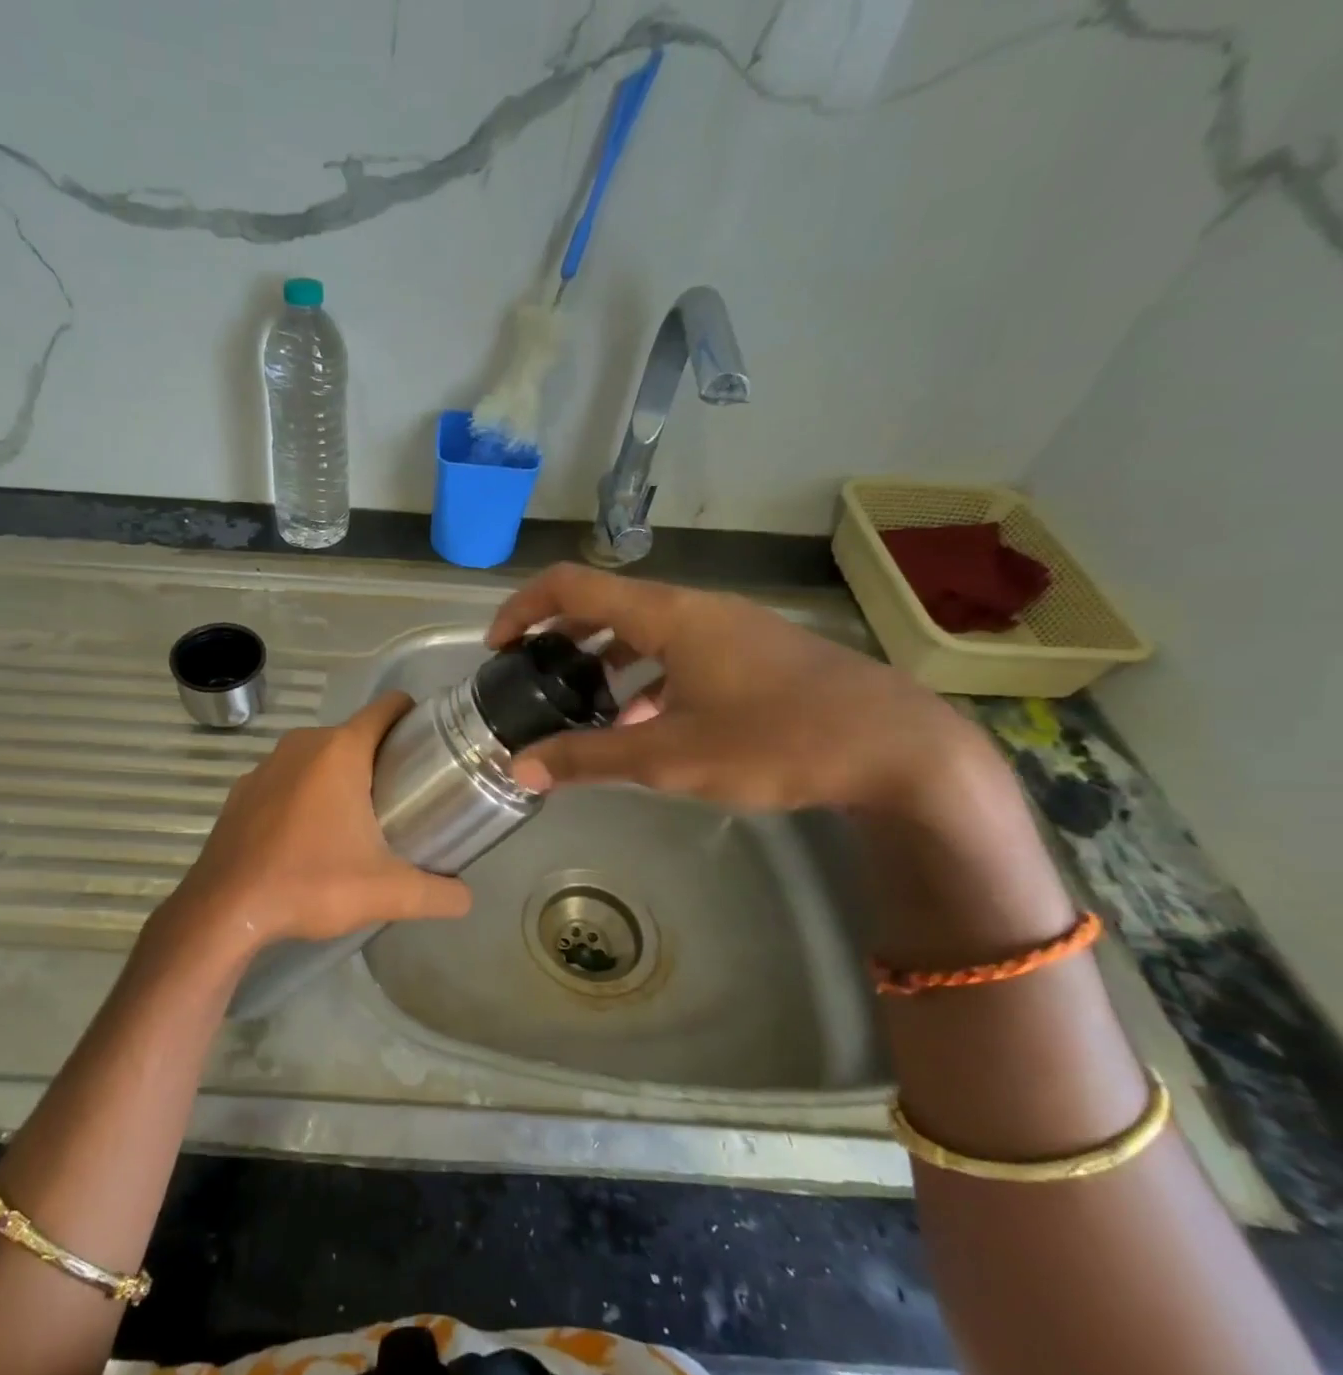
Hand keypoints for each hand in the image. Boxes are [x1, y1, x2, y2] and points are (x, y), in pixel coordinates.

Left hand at [160, 692, 472, 957]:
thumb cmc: (310, 884)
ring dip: (341, 777)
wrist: (225, 909)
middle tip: (403, 800)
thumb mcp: (386, 892)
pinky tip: (308, 836)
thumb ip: (437, 894)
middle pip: (356, 735)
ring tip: (358, 821)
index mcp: (340, 750)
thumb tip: (466, 898)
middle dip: (382, 759)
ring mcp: (266, 765)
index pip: (388, 707)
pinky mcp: (243, 790)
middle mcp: (302, 744)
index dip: (414, 718)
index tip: (431, 748)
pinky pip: (287, 778)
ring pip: (319, 757)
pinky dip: (304, 794)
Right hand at [485, 564, 984, 815]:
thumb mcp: (669, 756)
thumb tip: (520, 768)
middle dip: (559, 638)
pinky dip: (645, 680)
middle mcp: (694, 609)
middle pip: (605, 605)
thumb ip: (588, 759)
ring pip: (644, 632)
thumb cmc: (776, 741)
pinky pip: (679, 654)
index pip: (571, 585)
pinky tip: (643, 726)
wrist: (899, 749)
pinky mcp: (752, 655)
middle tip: (532, 680)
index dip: (523, 608)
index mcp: (668, 614)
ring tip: (580, 707)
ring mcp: (728, 630)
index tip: (497, 649)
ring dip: (602, 661)